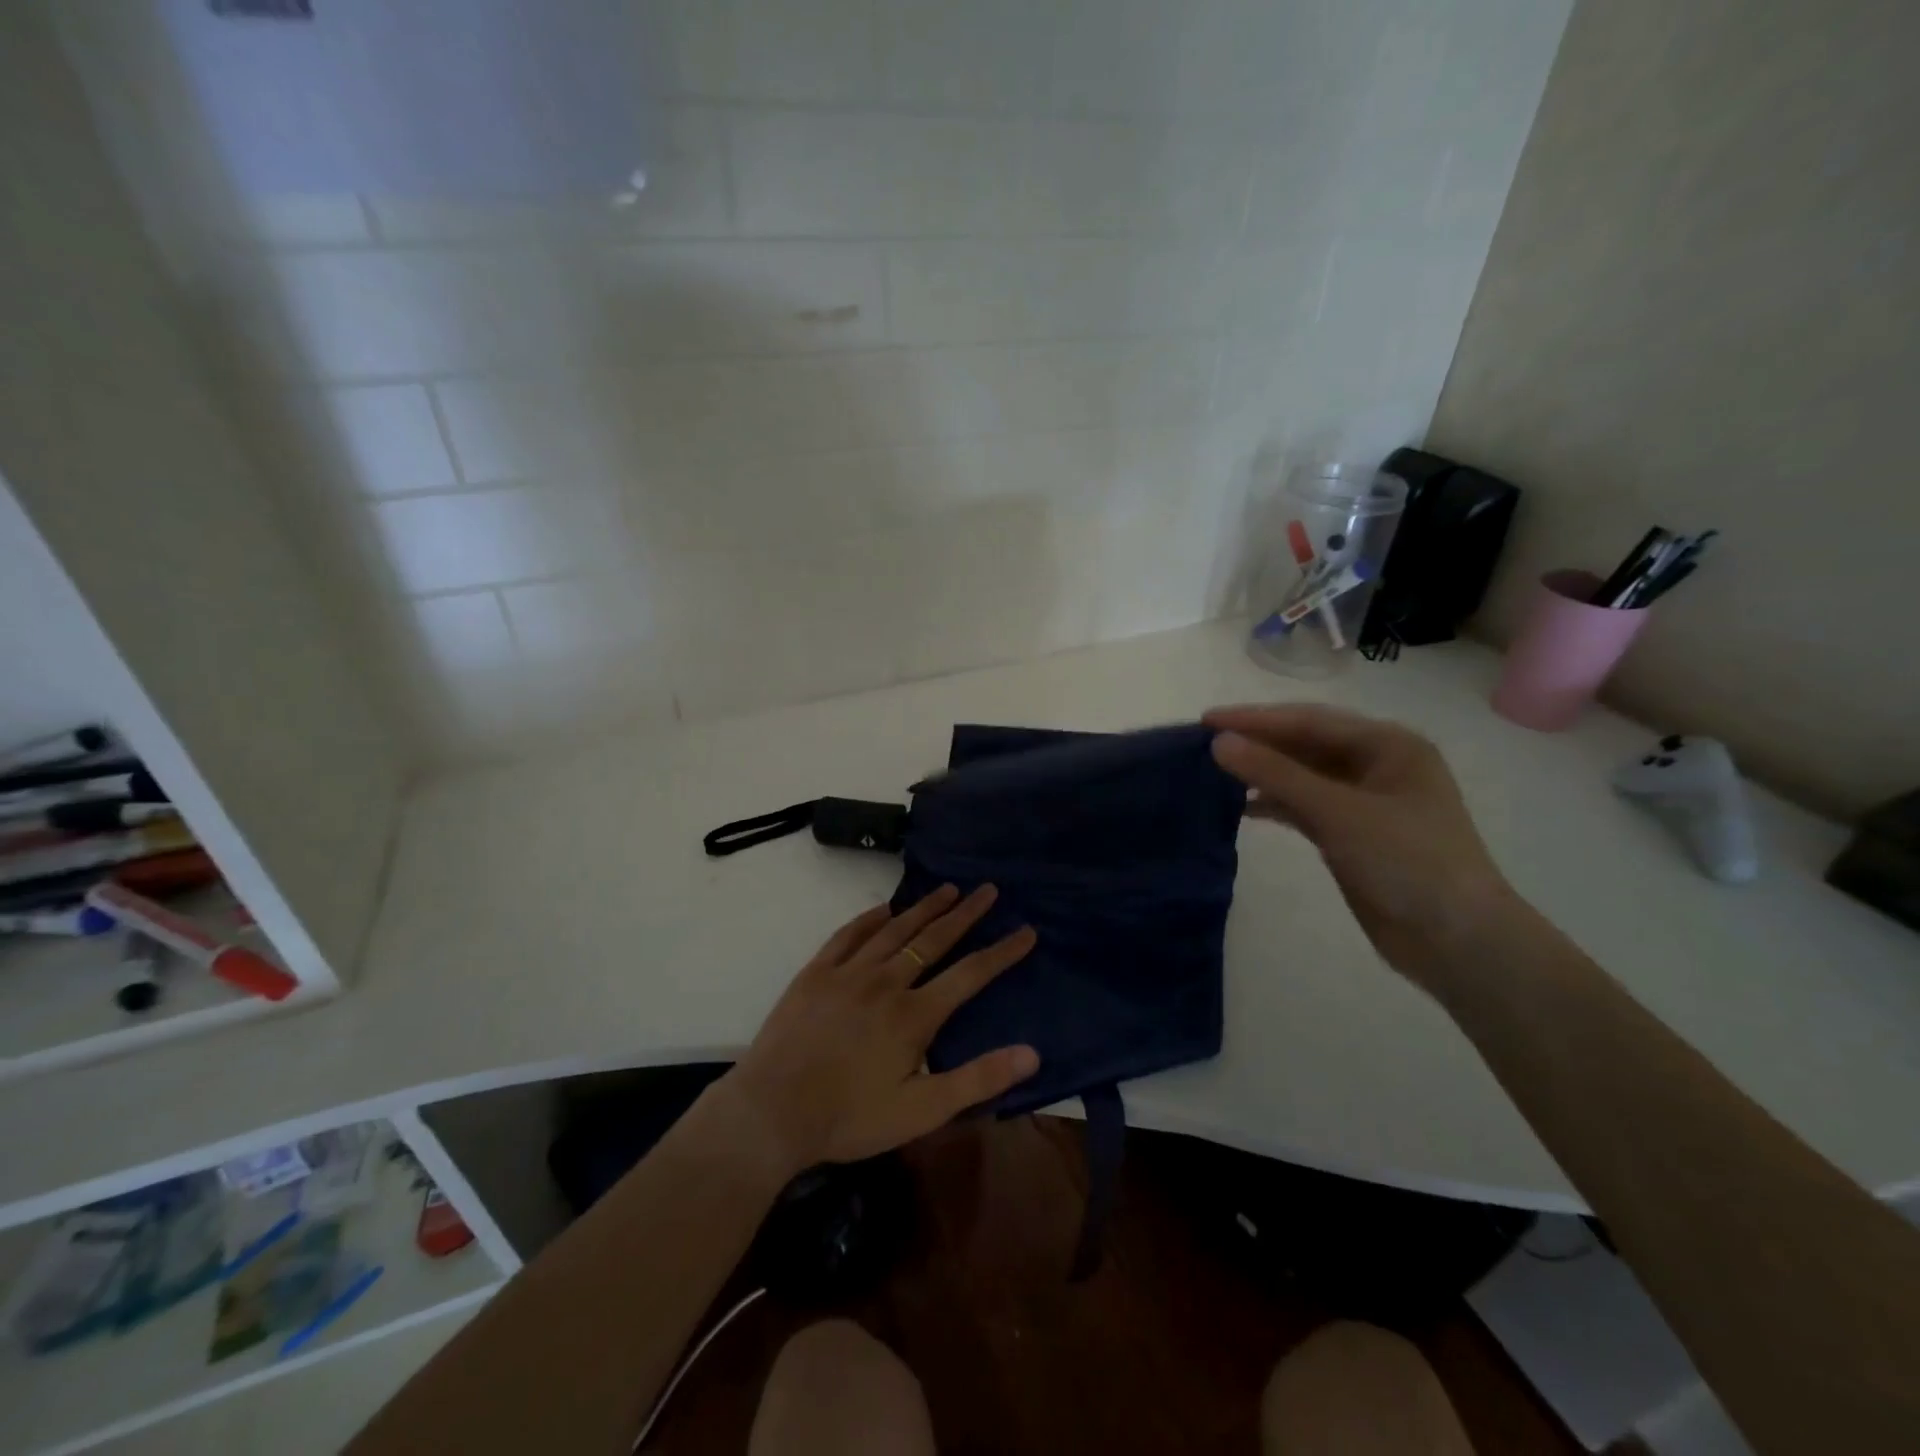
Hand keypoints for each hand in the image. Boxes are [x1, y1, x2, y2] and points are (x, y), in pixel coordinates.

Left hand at [723, 884, 1038, 1173]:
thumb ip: (977, 1080)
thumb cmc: (849, 1118)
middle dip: (965, 914)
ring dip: (924, 908)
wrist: (770, 1113)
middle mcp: (886, 982)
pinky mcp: (815, 973)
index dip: (1002, 952)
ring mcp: (847, 973)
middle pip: (934, 939)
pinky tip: (883, 909)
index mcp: (914, 1015)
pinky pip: (847, 935)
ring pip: (894, 930)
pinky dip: (869, 919)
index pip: (970, 974)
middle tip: (988, 890)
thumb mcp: (921, 1111)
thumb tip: (1032, 1053)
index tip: (1027, 930)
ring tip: (947, 889)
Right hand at [1205, 704, 1516, 989]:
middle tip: (1203, 744)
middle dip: (1257, 743)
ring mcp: (1365, 801)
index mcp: (1388, 745)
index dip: (1255, 719)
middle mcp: (1377, 765)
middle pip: (1305, 744)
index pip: (1309, 720)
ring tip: (1213, 773)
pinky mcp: (1352, 834)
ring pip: (1302, 775)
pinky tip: (1242, 808)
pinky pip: (1305, 806)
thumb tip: (1219, 743)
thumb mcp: (1339, 812)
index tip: (1206, 721)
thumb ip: (1277, 774)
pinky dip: (1275, 804)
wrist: (1457, 941)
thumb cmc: (1408, 862)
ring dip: (1262, 773)